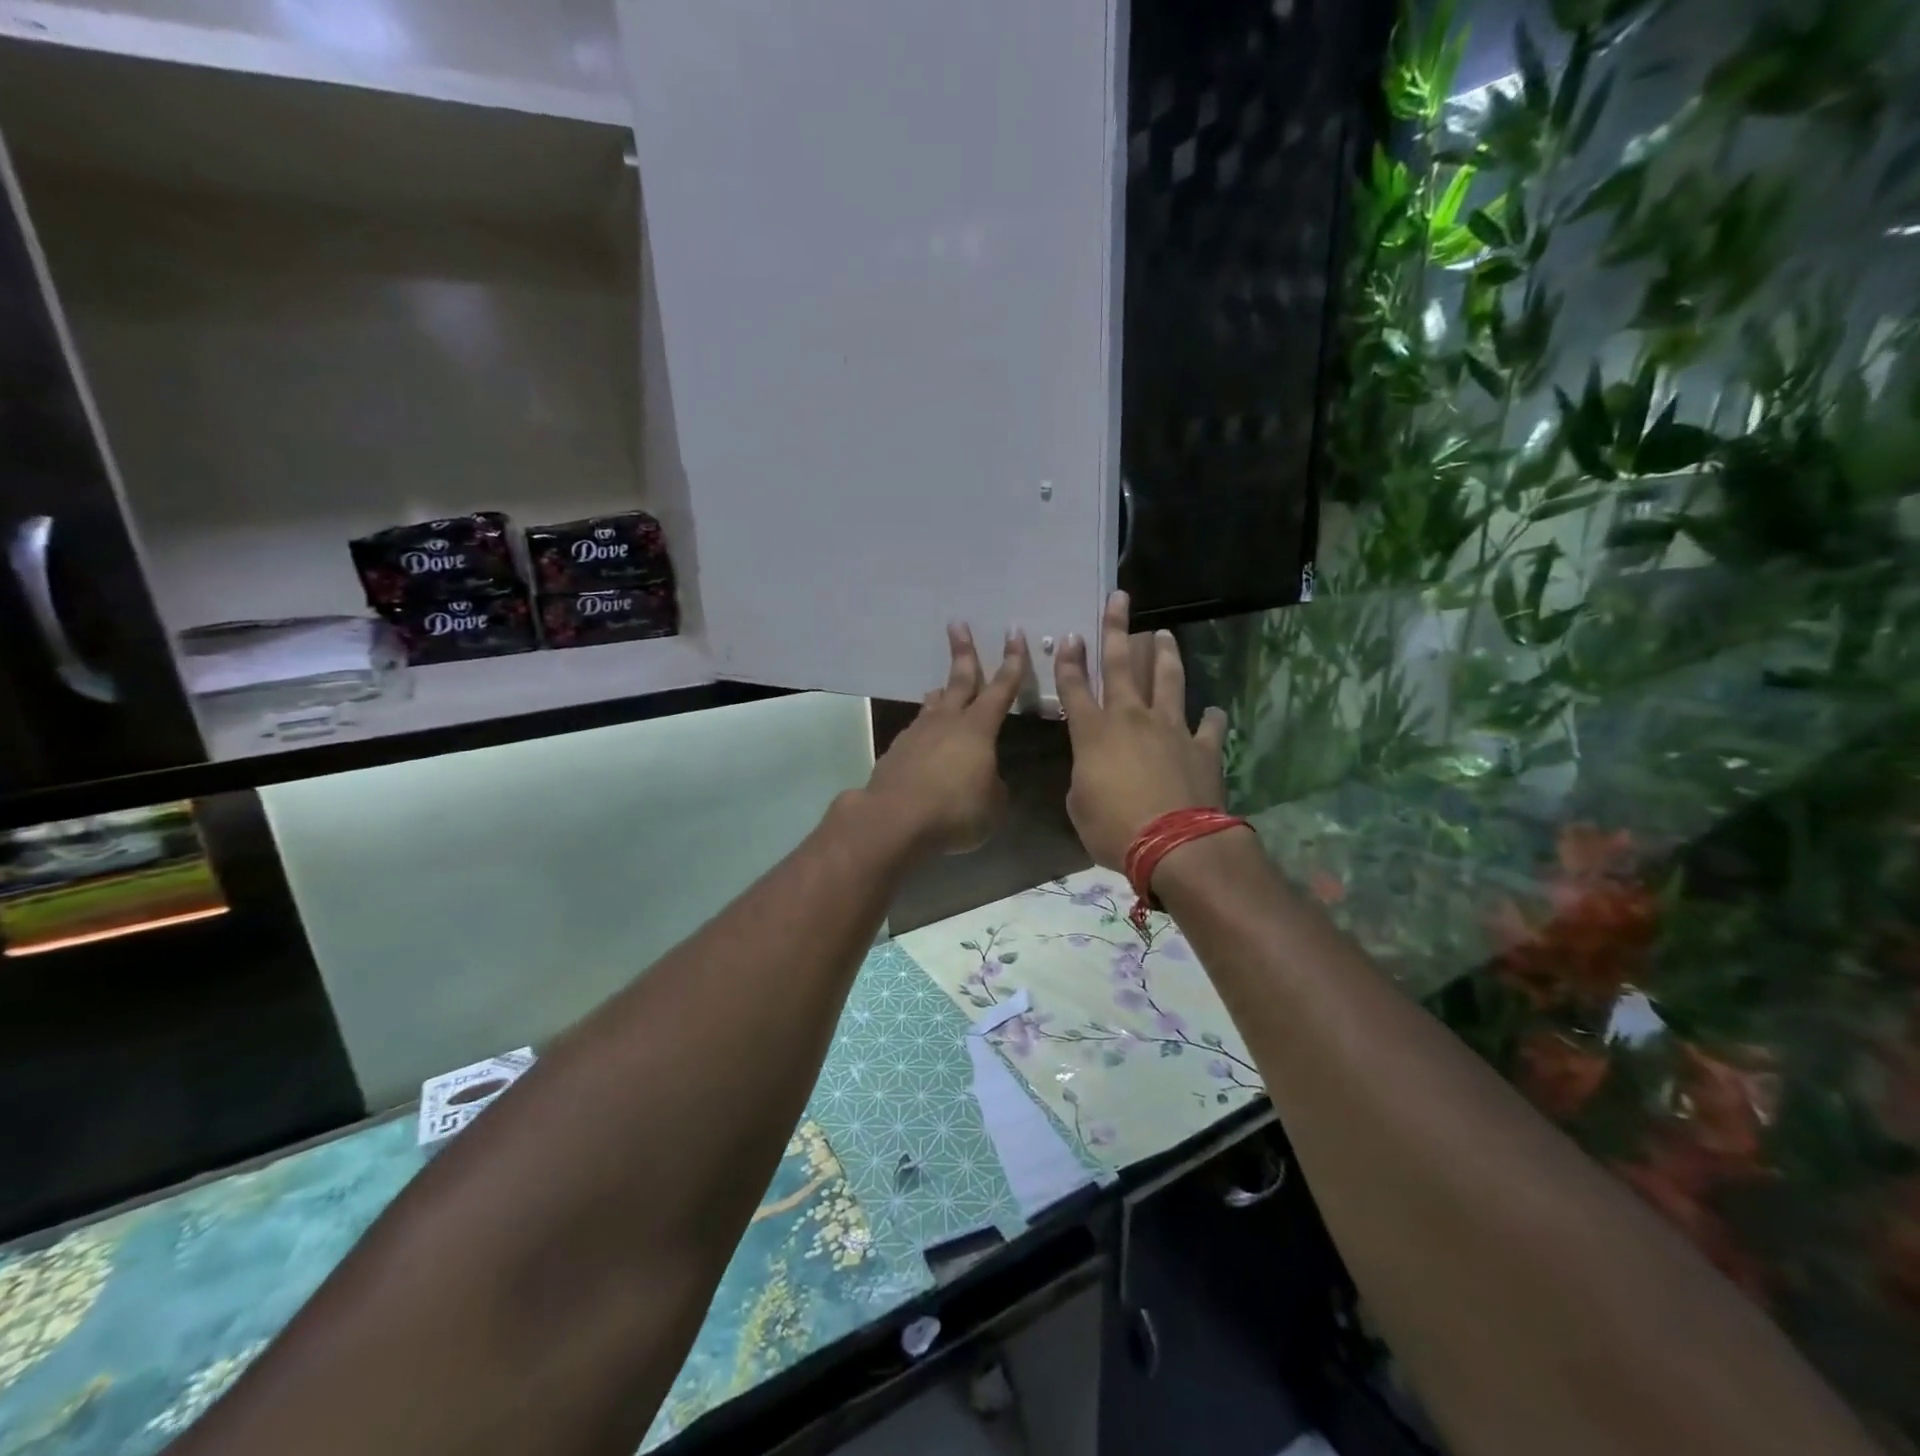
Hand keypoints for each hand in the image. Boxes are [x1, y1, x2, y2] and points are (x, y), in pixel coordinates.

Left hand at [864, 624, 1028, 855]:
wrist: (894, 819)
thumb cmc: (954, 811)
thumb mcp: (992, 805)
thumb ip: (993, 785)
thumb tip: (985, 779)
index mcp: (978, 729)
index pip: (1001, 689)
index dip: (1012, 662)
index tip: (1014, 634)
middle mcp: (947, 722)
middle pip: (959, 680)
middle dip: (962, 652)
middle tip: (957, 625)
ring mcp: (918, 734)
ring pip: (933, 705)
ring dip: (941, 694)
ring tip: (941, 689)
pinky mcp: (897, 752)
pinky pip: (917, 733)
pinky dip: (925, 732)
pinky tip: (925, 744)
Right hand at [1054, 591, 1227, 869]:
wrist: (1176, 845)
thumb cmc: (1115, 829)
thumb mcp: (1080, 807)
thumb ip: (1084, 778)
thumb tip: (1094, 770)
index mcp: (1093, 733)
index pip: (1075, 688)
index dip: (1069, 662)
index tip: (1069, 636)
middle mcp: (1131, 719)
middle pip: (1121, 665)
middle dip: (1116, 630)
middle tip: (1119, 600)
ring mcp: (1171, 728)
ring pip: (1168, 680)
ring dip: (1164, 655)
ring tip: (1163, 633)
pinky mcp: (1202, 747)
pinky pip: (1209, 725)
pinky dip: (1211, 717)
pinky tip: (1214, 710)